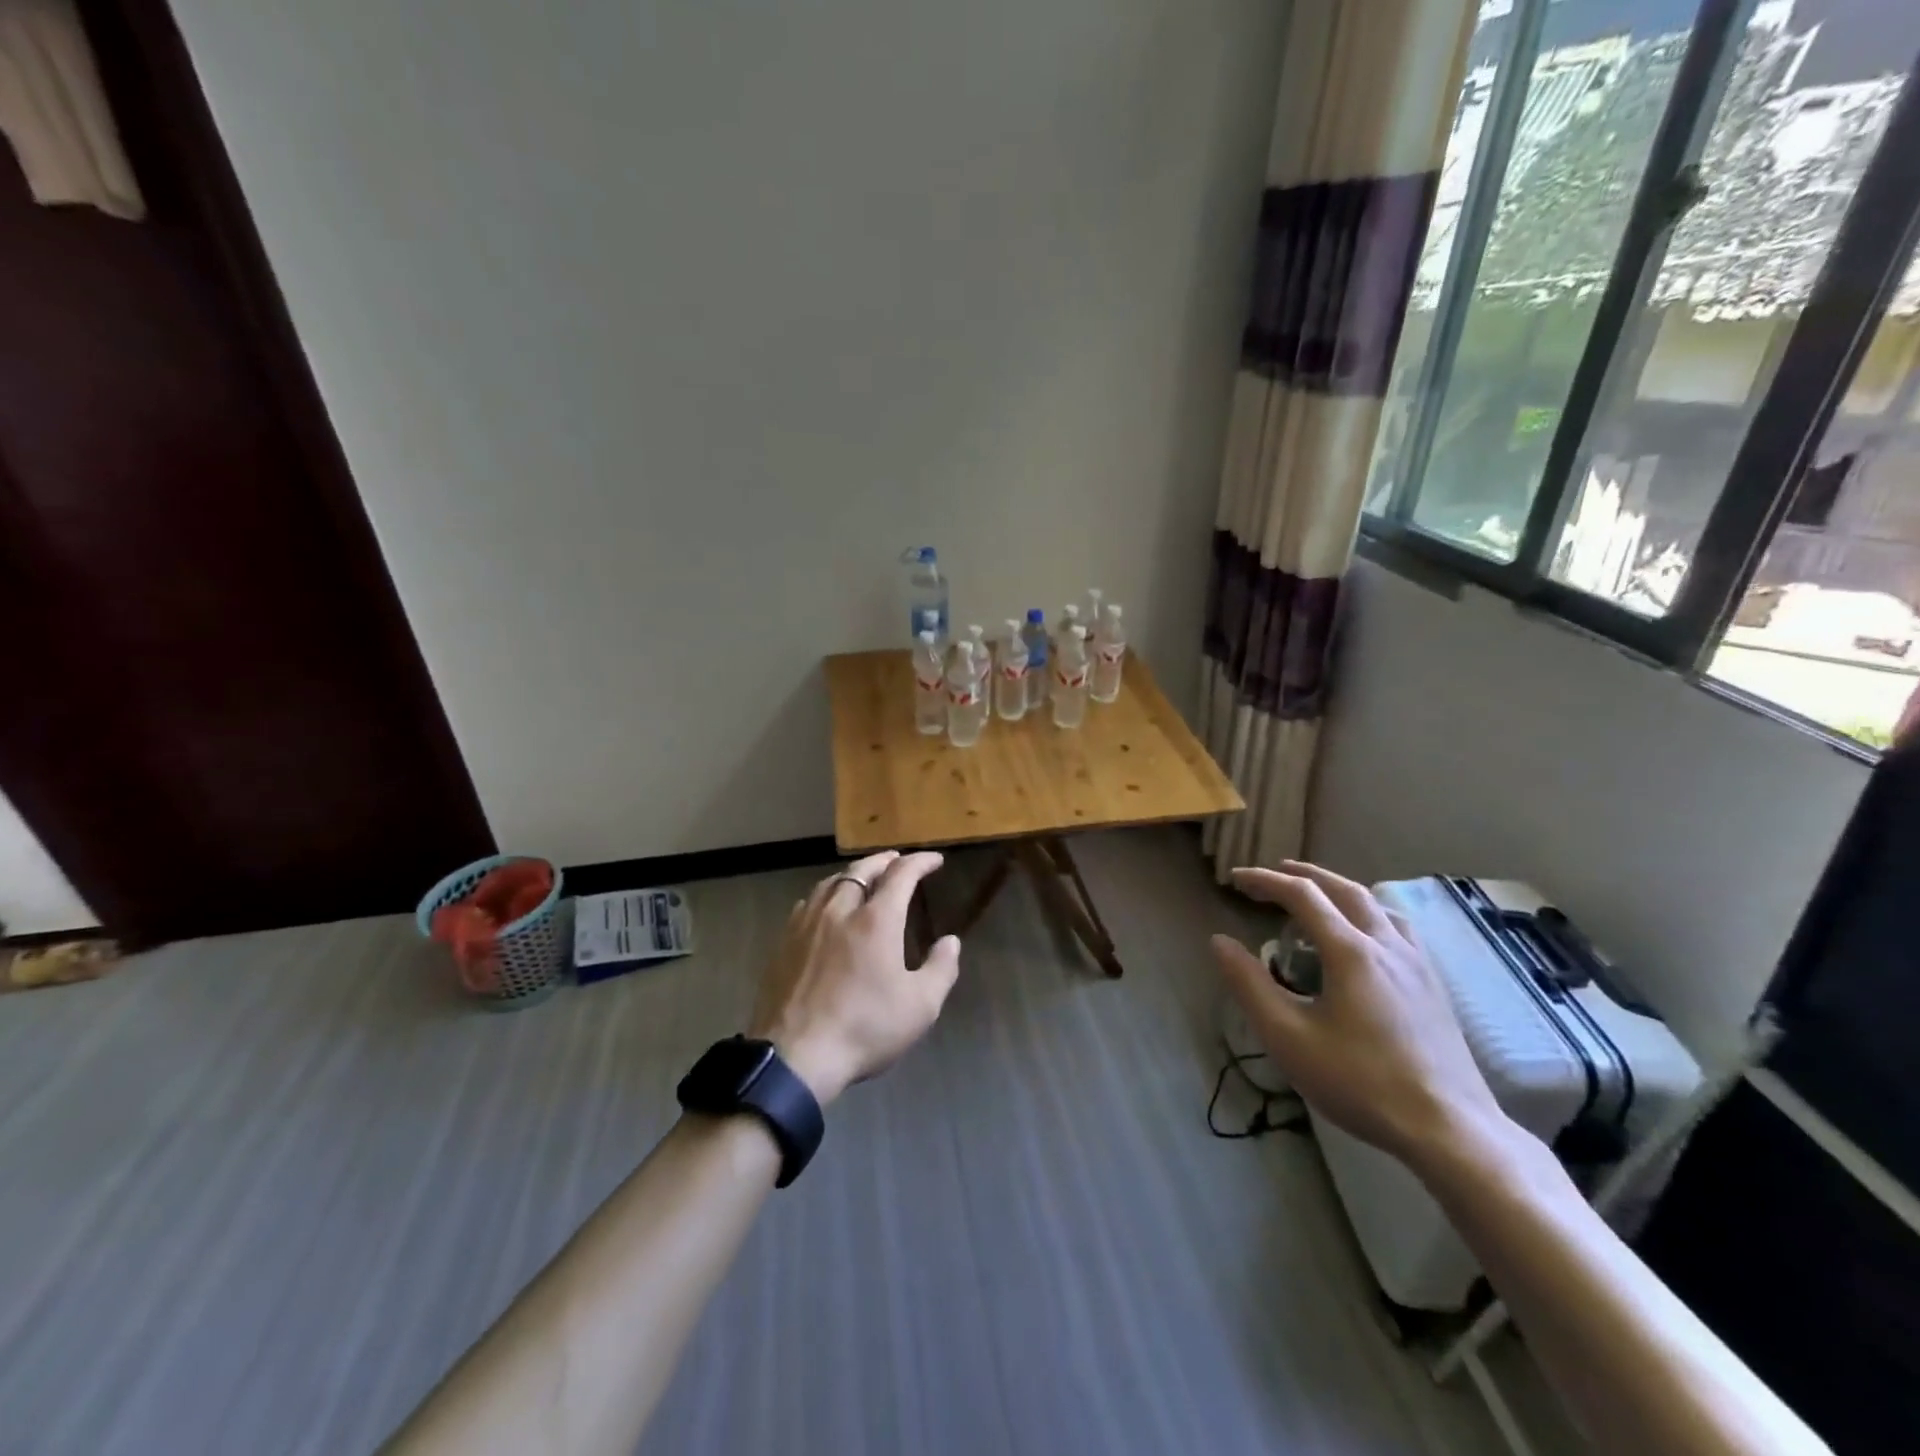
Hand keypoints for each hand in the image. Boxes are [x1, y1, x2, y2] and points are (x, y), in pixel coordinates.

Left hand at [748, 850, 961, 1106]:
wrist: (794, 1056)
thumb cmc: (864, 1029)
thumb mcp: (920, 1007)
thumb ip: (940, 969)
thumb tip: (951, 941)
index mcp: (876, 920)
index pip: (901, 874)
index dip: (920, 862)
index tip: (935, 860)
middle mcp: (840, 910)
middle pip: (862, 870)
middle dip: (885, 861)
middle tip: (898, 861)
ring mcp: (807, 924)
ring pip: (832, 882)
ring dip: (853, 874)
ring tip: (864, 878)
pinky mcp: (784, 942)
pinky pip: (808, 903)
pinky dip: (827, 894)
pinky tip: (826, 906)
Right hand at [1210, 860, 1506, 1170]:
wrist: (1450, 1130)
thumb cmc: (1361, 1082)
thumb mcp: (1288, 1037)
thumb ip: (1249, 985)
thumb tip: (1220, 942)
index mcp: (1351, 951)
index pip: (1302, 896)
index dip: (1265, 881)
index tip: (1235, 879)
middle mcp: (1386, 945)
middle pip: (1344, 890)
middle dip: (1305, 875)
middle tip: (1275, 872)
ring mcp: (1417, 964)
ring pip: (1376, 906)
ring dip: (1340, 890)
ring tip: (1319, 897)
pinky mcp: (1434, 986)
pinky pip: (1397, 928)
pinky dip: (1369, 913)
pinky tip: (1366, 937)